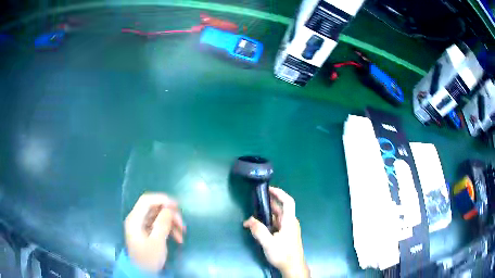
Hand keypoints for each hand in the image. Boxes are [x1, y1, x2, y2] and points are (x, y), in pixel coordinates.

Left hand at [124, 193, 184, 271]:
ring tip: (183, 233)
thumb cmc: (148, 258)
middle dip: (170, 214)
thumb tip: (169, 208)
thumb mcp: (157, 242)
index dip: (162, 199)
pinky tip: (178, 238)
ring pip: (159, 216)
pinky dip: (169, 229)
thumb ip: (162, 224)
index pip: (146, 200)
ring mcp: (142, 225)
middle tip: (182, 224)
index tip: (177, 206)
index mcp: (135, 219)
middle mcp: (137, 219)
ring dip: (172, 222)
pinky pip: (159, 224)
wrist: (143, 273)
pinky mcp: (147, 231)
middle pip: (155, 208)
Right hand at [243, 187, 309, 277]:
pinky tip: (259, 225)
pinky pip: (277, 224)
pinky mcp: (286, 235)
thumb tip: (249, 220)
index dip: (280, 193)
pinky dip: (268, 222)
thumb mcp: (268, 243)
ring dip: (267, 214)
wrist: (292, 266)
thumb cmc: (283, 253)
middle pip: (281, 209)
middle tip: (256, 200)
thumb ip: (258, 230)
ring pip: (278, 217)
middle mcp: (290, 222)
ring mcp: (289, 229)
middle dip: (269, 203)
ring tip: (254, 213)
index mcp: (289, 221)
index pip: (288, 201)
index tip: (269, 189)